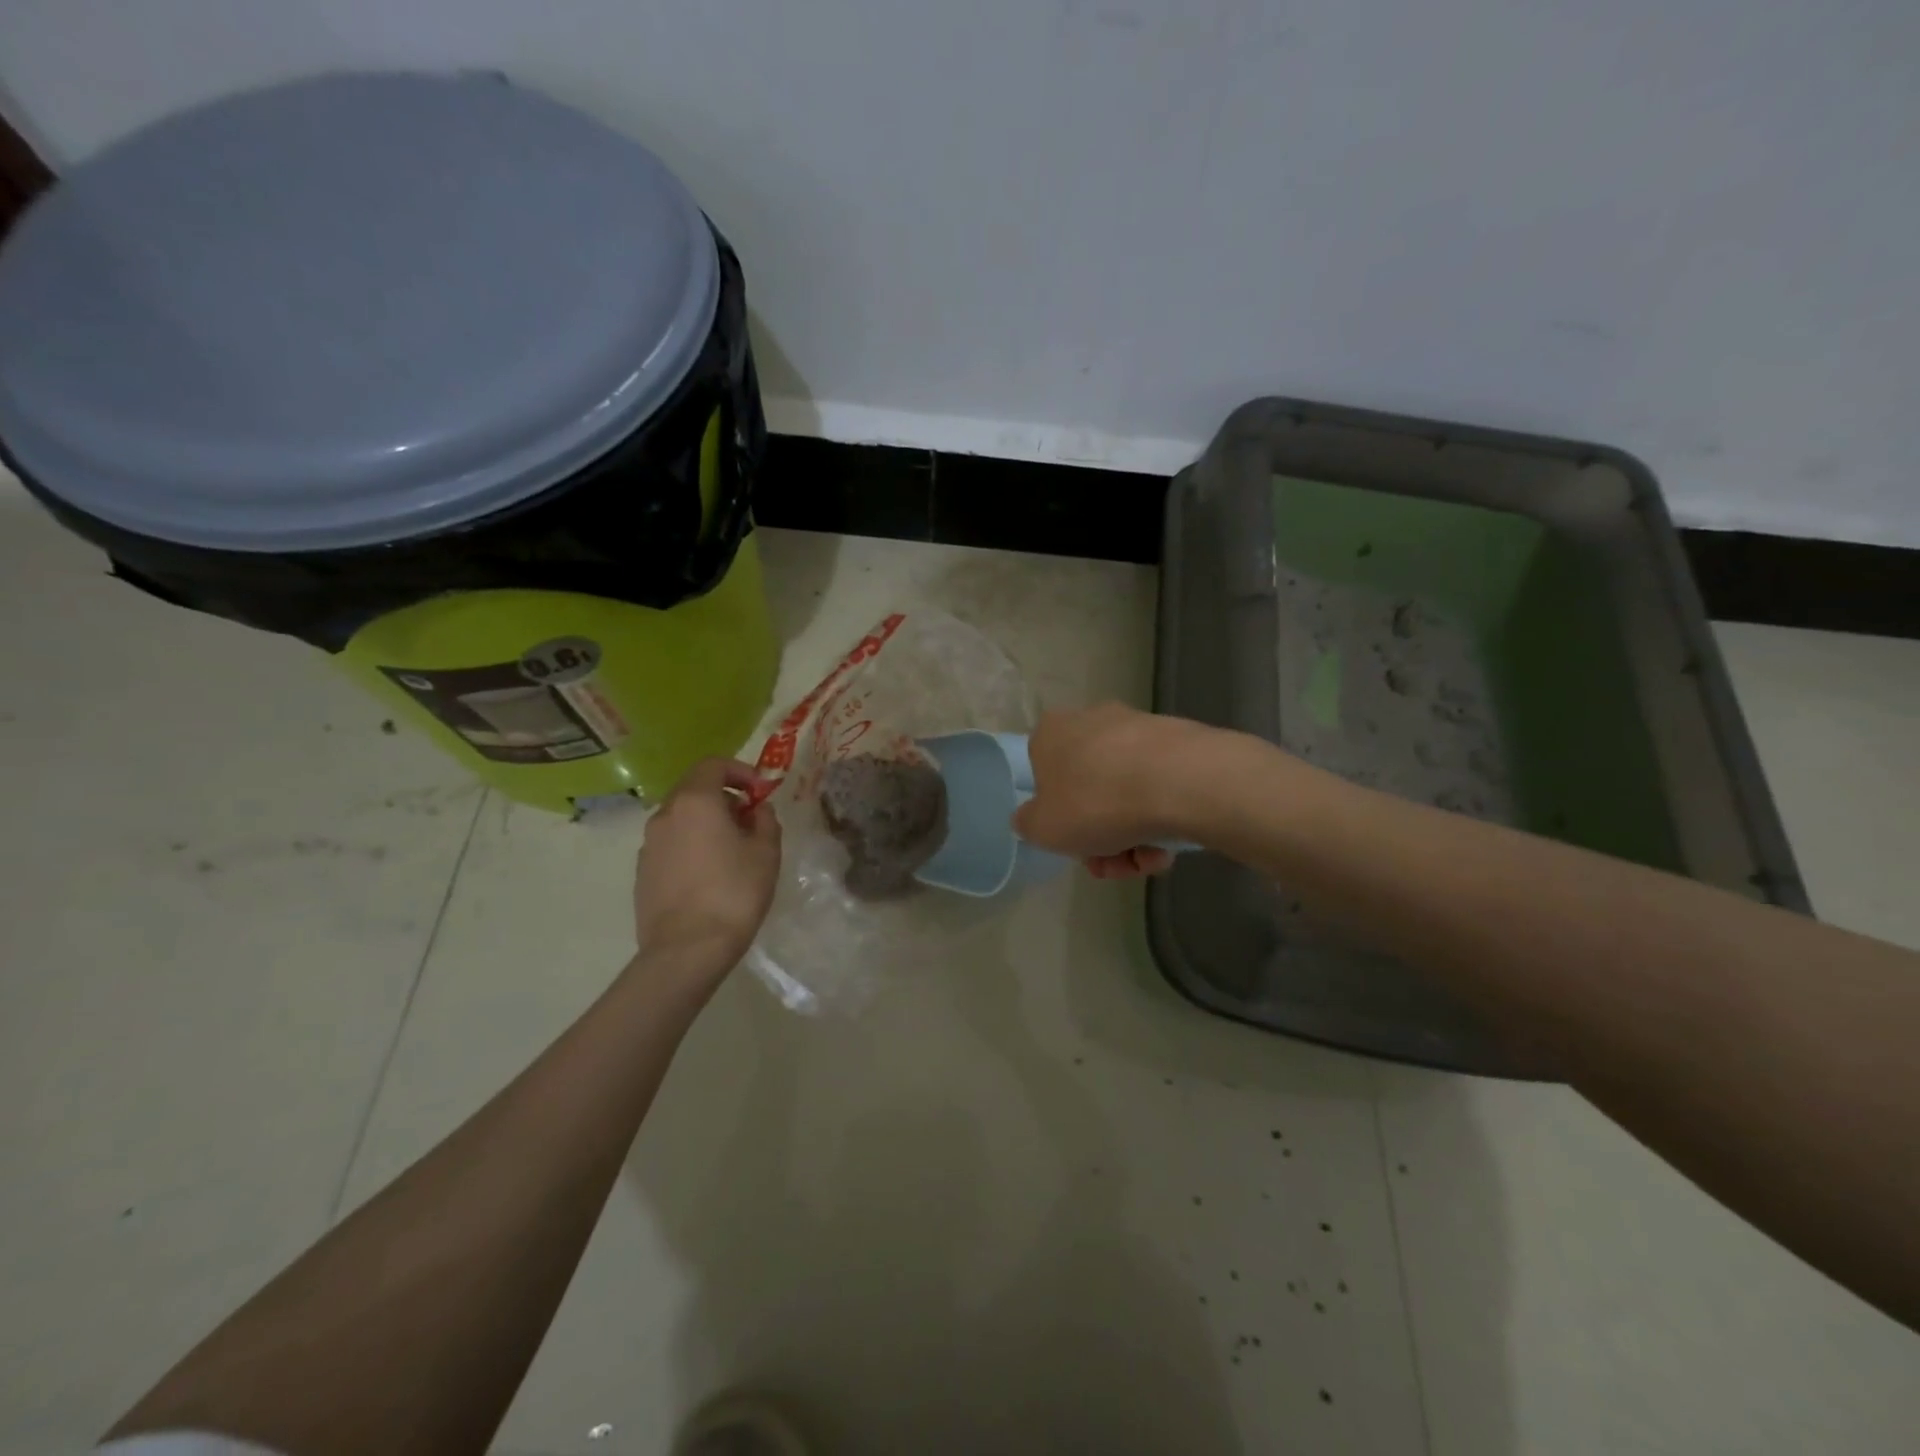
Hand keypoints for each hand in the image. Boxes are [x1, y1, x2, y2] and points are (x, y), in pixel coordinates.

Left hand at [634, 758, 781, 966]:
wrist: (687, 949)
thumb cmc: (734, 893)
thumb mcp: (767, 852)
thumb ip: (765, 820)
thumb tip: (757, 810)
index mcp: (695, 801)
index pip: (714, 764)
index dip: (741, 771)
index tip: (760, 793)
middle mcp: (665, 815)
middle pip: (695, 789)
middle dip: (725, 798)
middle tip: (750, 822)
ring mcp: (649, 844)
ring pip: (682, 818)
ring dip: (707, 823)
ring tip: (732, 852)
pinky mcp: (642, 871)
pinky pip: (671, 844)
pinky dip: (691, 846)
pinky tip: (710, 876)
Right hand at [1014, 704, 1216, 879]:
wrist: (1181, 782)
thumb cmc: (1095, 803)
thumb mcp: (1042, 828)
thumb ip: (1028, 824)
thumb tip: (1034, 817)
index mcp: (1052, 733)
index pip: (1044, 775)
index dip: (1058, 817)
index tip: (1075, 844)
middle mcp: (1092, 721)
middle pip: (1089, 789)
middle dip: (1100, 835)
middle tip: (1114, 864)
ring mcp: (1137, 728)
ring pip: (1125, 793)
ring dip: (1132, 835)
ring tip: (1149, 862)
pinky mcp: (1178, 741)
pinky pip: (1159, 787)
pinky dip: (1160, 819)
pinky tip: (1170, 847)